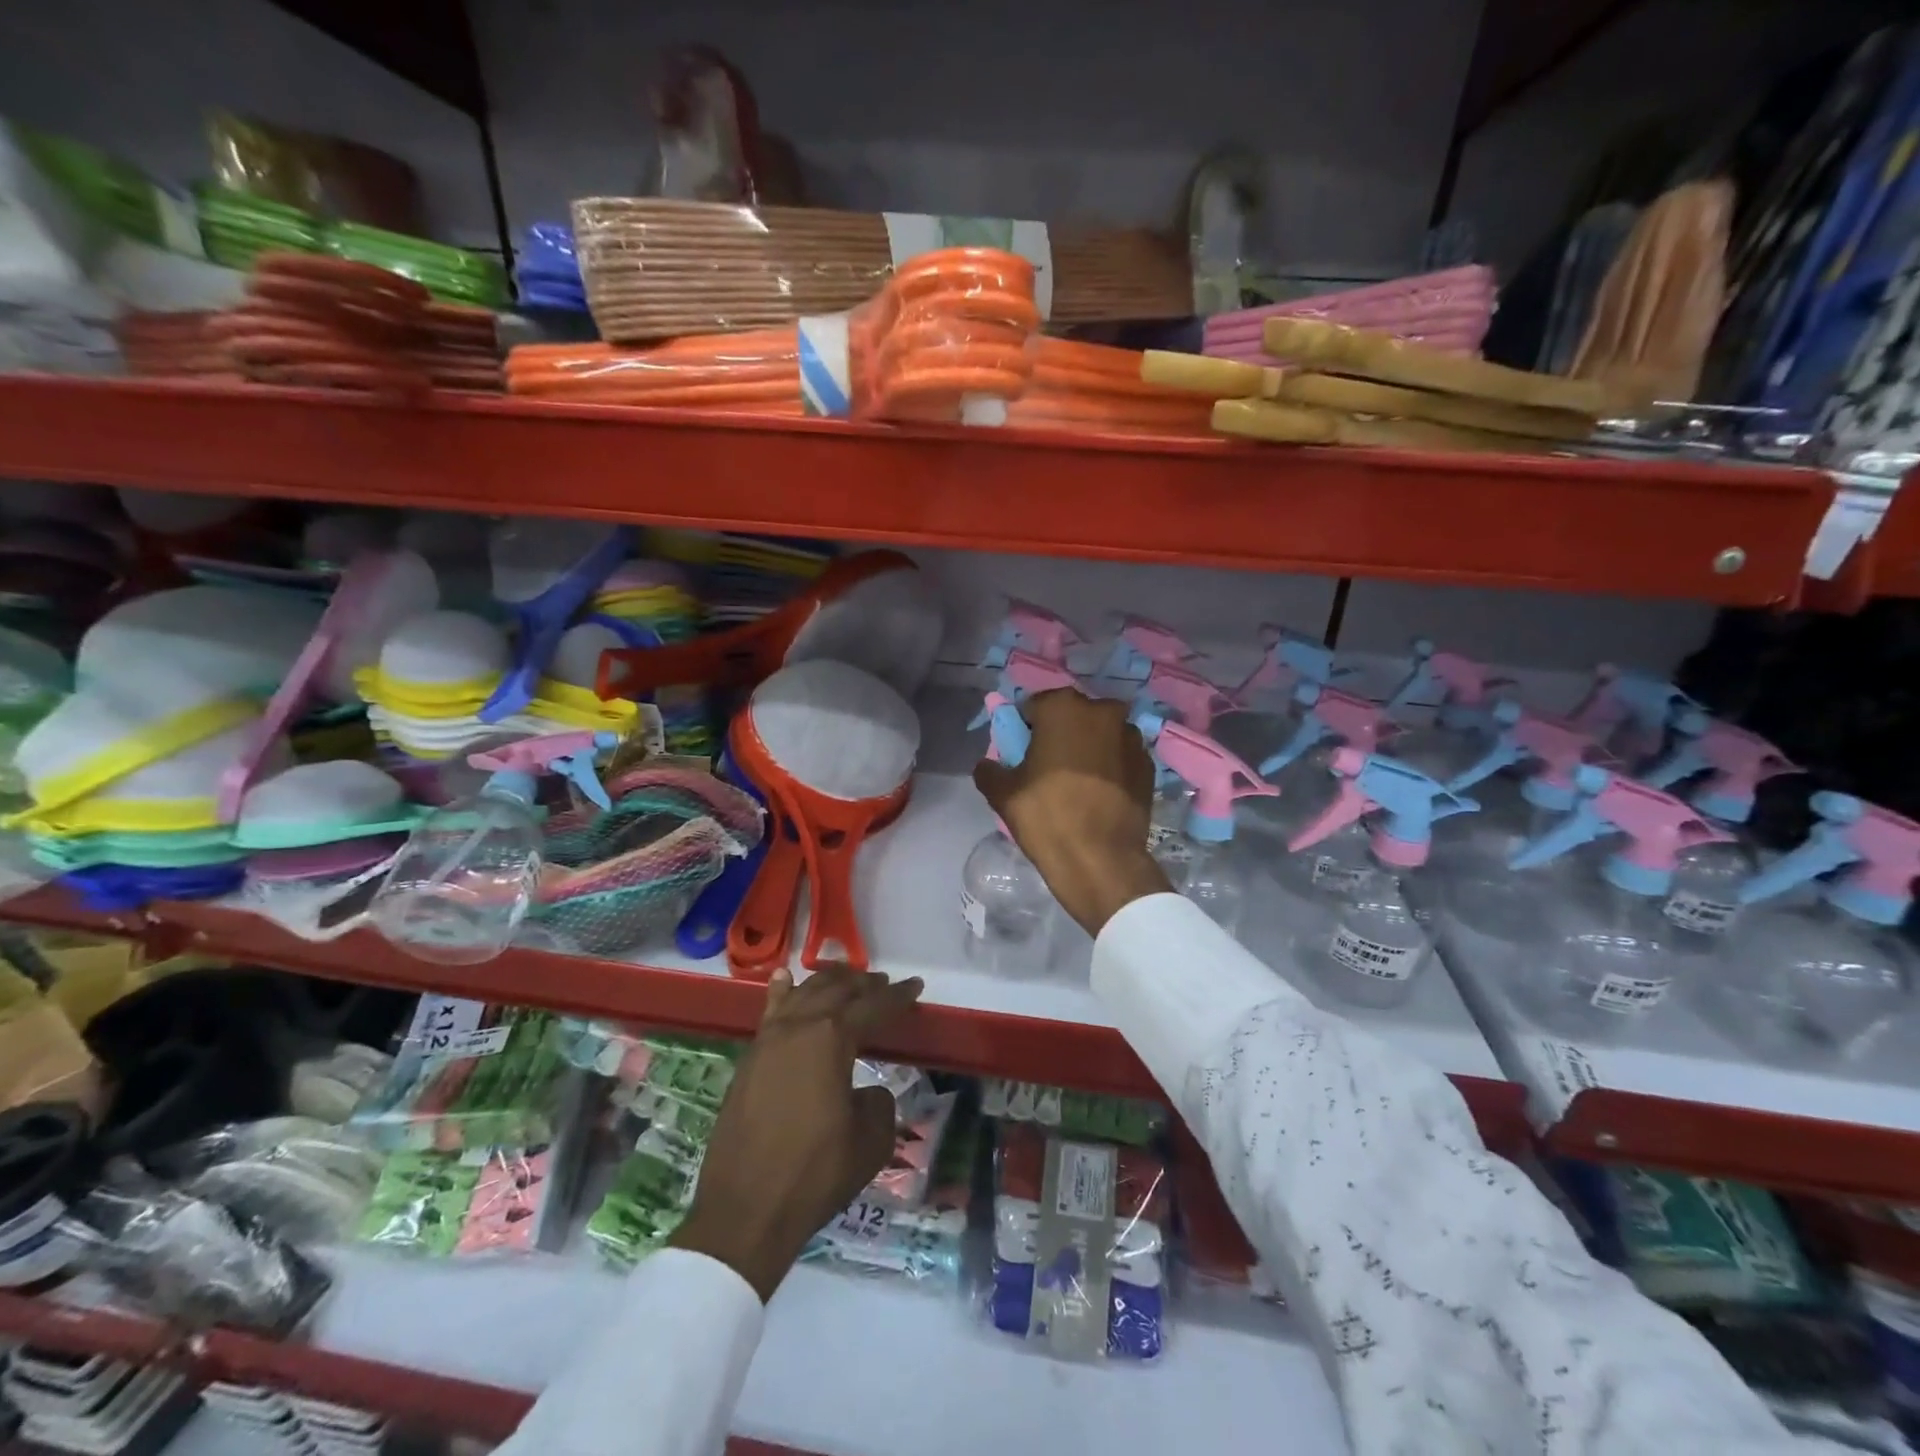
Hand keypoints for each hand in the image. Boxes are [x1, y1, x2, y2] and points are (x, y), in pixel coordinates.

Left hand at [670, 965, 922, 1300]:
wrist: (745, 1212)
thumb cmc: (815, 1175)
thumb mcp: (870, 1141)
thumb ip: (878, 1102)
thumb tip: (865, 1090)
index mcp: (831, 1039)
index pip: (872, 1006)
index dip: (898, 996)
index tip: (916, 986)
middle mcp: (798, 1027)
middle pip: (836, 990)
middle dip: (864, 984)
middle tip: (884, 983)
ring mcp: (768, 1041)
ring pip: (803, 994)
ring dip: (828, 982)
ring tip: (847, 977)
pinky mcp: (749, 1059)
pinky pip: (771, 1012)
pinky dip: (783, 992)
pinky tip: (786, 979)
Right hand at [972, 687, 1170, 935]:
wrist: (1101, 860)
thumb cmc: (1047, 816)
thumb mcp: (1002, 794)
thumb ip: (989, 770)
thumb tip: (988, 764)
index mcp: (1062, 707)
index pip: (1033, 707)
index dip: (1025, 730)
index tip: (1023, 754)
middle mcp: (1102, 710)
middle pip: (1071, 716)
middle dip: (1060, 733)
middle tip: (1048, 767)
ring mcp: (1131, 736)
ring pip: (1100, 734)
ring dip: (1089, 747)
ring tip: (1078, 782)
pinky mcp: (1148, 764)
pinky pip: (1120, 756)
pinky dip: (1111, 766)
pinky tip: (1100, 793)